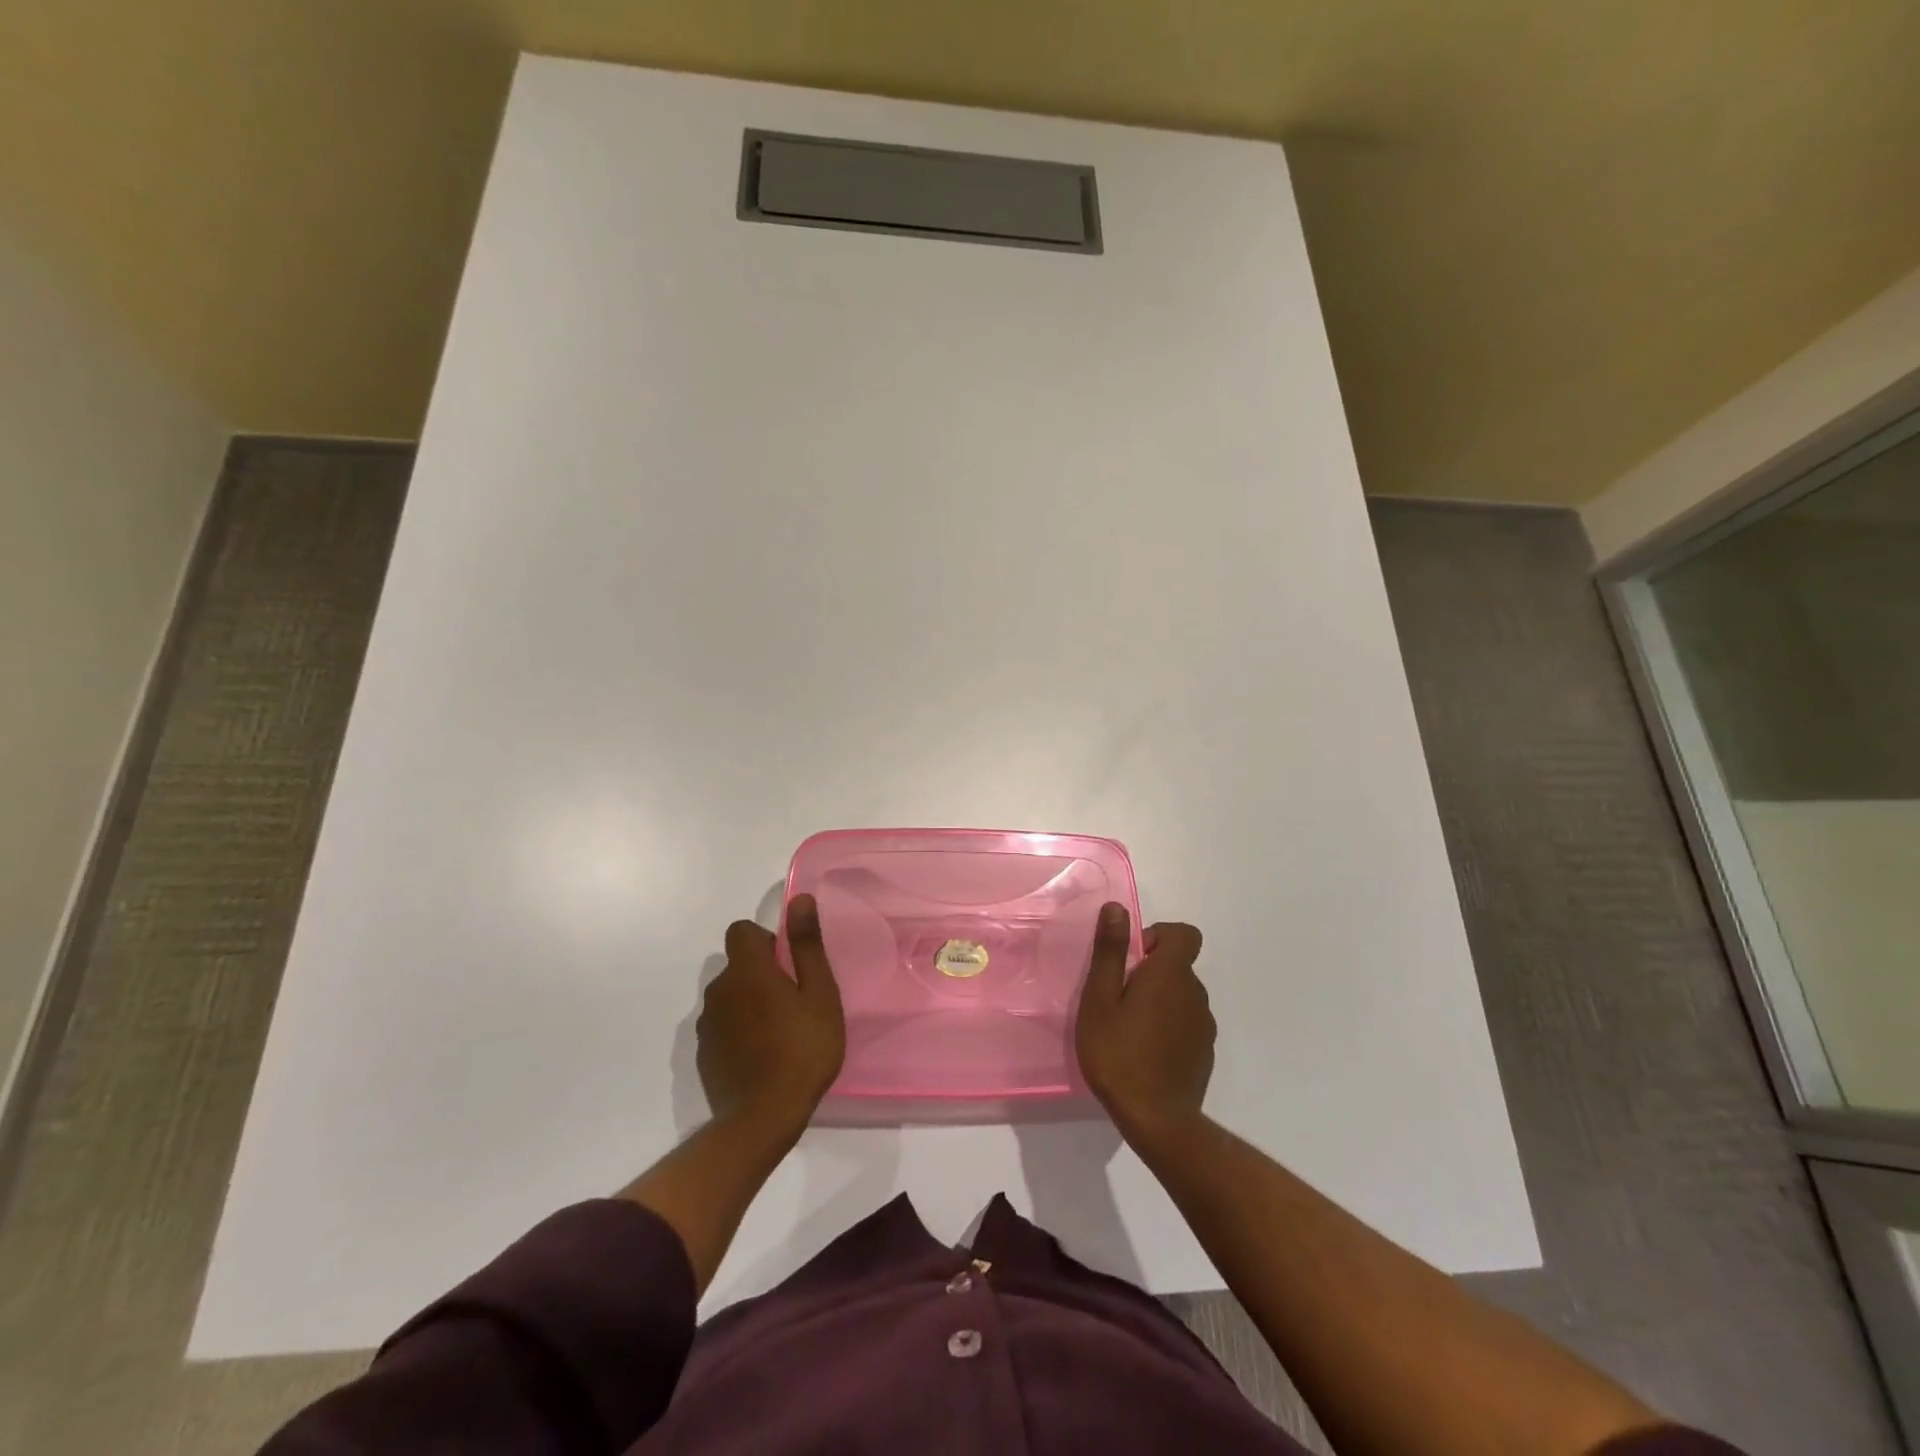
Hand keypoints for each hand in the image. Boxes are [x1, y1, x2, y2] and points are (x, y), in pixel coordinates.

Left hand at [699, 894, 844, 1131]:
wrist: (762, 1119)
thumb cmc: (802, 1049)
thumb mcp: (819, 994)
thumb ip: (806, 945)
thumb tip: (800, 899)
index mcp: (746, 970)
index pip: (741, 930)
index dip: (765, 939)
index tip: (788, 965)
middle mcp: (719, 990)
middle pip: (737, 965)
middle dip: (762, 974)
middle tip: (794, 1003)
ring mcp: (707, 1025)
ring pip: (730, 996)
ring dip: (750, 1003)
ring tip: (780, 1033)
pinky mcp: (704, 1054)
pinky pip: (723, 1026)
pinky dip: (740, 1030)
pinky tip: (763, 1056)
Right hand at [1075, 903, 1213, 1138]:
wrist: (1157, 1121)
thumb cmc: (1119, 1053)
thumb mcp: (1100, 999)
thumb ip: (1110, 951)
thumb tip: (1117, 908)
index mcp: (1170, 975)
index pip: (1184, 934)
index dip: (1159, 936)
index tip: (1132, 959)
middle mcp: (1195, 993)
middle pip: (1178, 965)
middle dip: (1150, 972)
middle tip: (1117, 1000)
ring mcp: (1204, 1025)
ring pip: (1181, 995)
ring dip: (1159, 1000)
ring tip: (1128, 1029)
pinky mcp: (1205, 1052)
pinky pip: (1187, 1023)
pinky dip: (1169, 1027)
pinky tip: (1145, 1053)